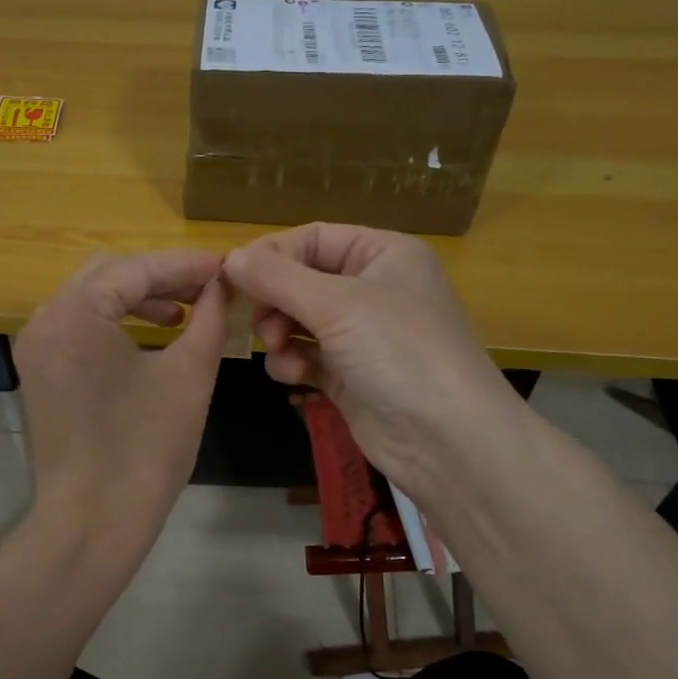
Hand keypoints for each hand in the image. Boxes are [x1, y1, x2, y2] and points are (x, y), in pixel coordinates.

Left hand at [14, 249, 227, 566]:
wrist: (93, 522)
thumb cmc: (146, 448)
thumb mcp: (189, 374)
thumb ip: (210, 317)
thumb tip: (224, 284)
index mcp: (75, 311)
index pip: (136, 269)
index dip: (185, 265)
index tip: (226, 266)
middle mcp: (45, 318)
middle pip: (108, 274)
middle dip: (160, 277)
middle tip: (206, 287)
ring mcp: (37, 347)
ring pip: (91, 299)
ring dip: (138, 298)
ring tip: (184, 312)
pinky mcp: (40, 372)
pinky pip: (79, 328)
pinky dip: (116, 322)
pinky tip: (152, 335)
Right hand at [222, 223, 513, 498]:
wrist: (448, 441)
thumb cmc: (399, 352)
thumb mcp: (337, 304)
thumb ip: (277, 278)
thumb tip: (229, 257)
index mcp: (383, 254)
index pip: (313, 238)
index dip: (273, 255)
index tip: (235, 278)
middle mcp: (373, 287)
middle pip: (301, 279)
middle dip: (275, 301)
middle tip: (261, 324)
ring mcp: (362, 334)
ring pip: (299, 319)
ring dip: (280, 334)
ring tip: (279, 351)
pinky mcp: (351, 374)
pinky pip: (307, 355)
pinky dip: (293, 362)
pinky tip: (295, 377)